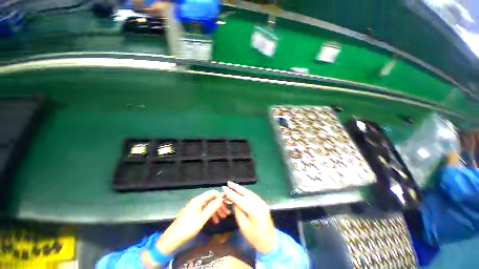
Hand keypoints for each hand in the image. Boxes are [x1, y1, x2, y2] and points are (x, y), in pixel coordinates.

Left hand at [156, 190, 223, 254]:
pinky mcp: (195, 213)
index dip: (220, 197)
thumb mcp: (201, 219)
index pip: (212, 193)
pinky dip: (211, 214)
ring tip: (223, 218)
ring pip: (209, 205)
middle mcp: (198, 201)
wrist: (172, 240)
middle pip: (212, 199)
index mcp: (198, 200)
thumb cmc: (187, 229)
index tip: (227, 204)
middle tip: (226, 213)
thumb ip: (211, 208)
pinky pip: (205, 210)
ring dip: (216, 210)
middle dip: (219, 205)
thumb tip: (221, 198)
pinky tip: (215, 221)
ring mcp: (196, 207)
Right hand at [222, 181, 276, 253]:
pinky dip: (245, 192)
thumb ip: (238, 212)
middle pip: (245, 193)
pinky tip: (241, 191)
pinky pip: (252, 195)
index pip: (240, 199)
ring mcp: (261, 202)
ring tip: (233, 185)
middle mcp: (258, 203)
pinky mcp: (262, 203)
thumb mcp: (244, 227)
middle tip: (228, 182)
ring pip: (249, 192)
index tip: (224, 188)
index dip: (231, 193)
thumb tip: (234, 202)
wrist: (271, 242)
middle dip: (236, 187)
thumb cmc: (256, 238)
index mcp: (254, 210)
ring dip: (240, 188)